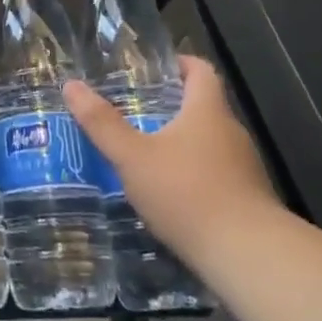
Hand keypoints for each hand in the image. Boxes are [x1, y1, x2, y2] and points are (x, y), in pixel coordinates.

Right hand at [63, 55, 283, 281]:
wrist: (247, 256)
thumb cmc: (187, 193)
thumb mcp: (133, 157)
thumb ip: (102, 123)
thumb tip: (71, 85)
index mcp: (207, 111)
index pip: (201, 71)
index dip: (181, 64)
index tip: (156, 69)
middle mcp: (231, 133)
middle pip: (204, 108)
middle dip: (172, 108)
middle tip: (135, 113)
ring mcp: (245, 169)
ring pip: (210, 144)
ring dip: (182, 145)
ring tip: (146, 156)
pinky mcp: (249, 201)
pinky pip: (218, 176)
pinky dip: (195, 177)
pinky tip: (171, 196)